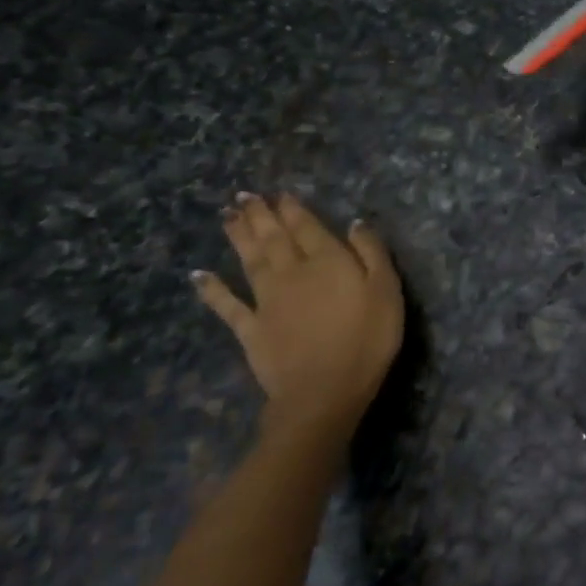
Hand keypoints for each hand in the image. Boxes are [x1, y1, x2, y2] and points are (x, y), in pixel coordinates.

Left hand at [194, 194, 403, 440]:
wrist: (324, 391)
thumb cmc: (367, 339)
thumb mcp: (387, 290)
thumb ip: (372, 253)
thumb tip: (355, 223)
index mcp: (328, 260)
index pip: (307, 227)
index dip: (293, 209)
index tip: (281, 194)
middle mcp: (293, 272)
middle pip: (274, 237)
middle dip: (260, 215)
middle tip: (244, 196)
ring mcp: (267, 300)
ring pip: (251, 260)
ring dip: (238, 236)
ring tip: (227, 216)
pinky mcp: (250, 329)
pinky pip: (227, 305)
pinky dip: (211, 289)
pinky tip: (198, 275)